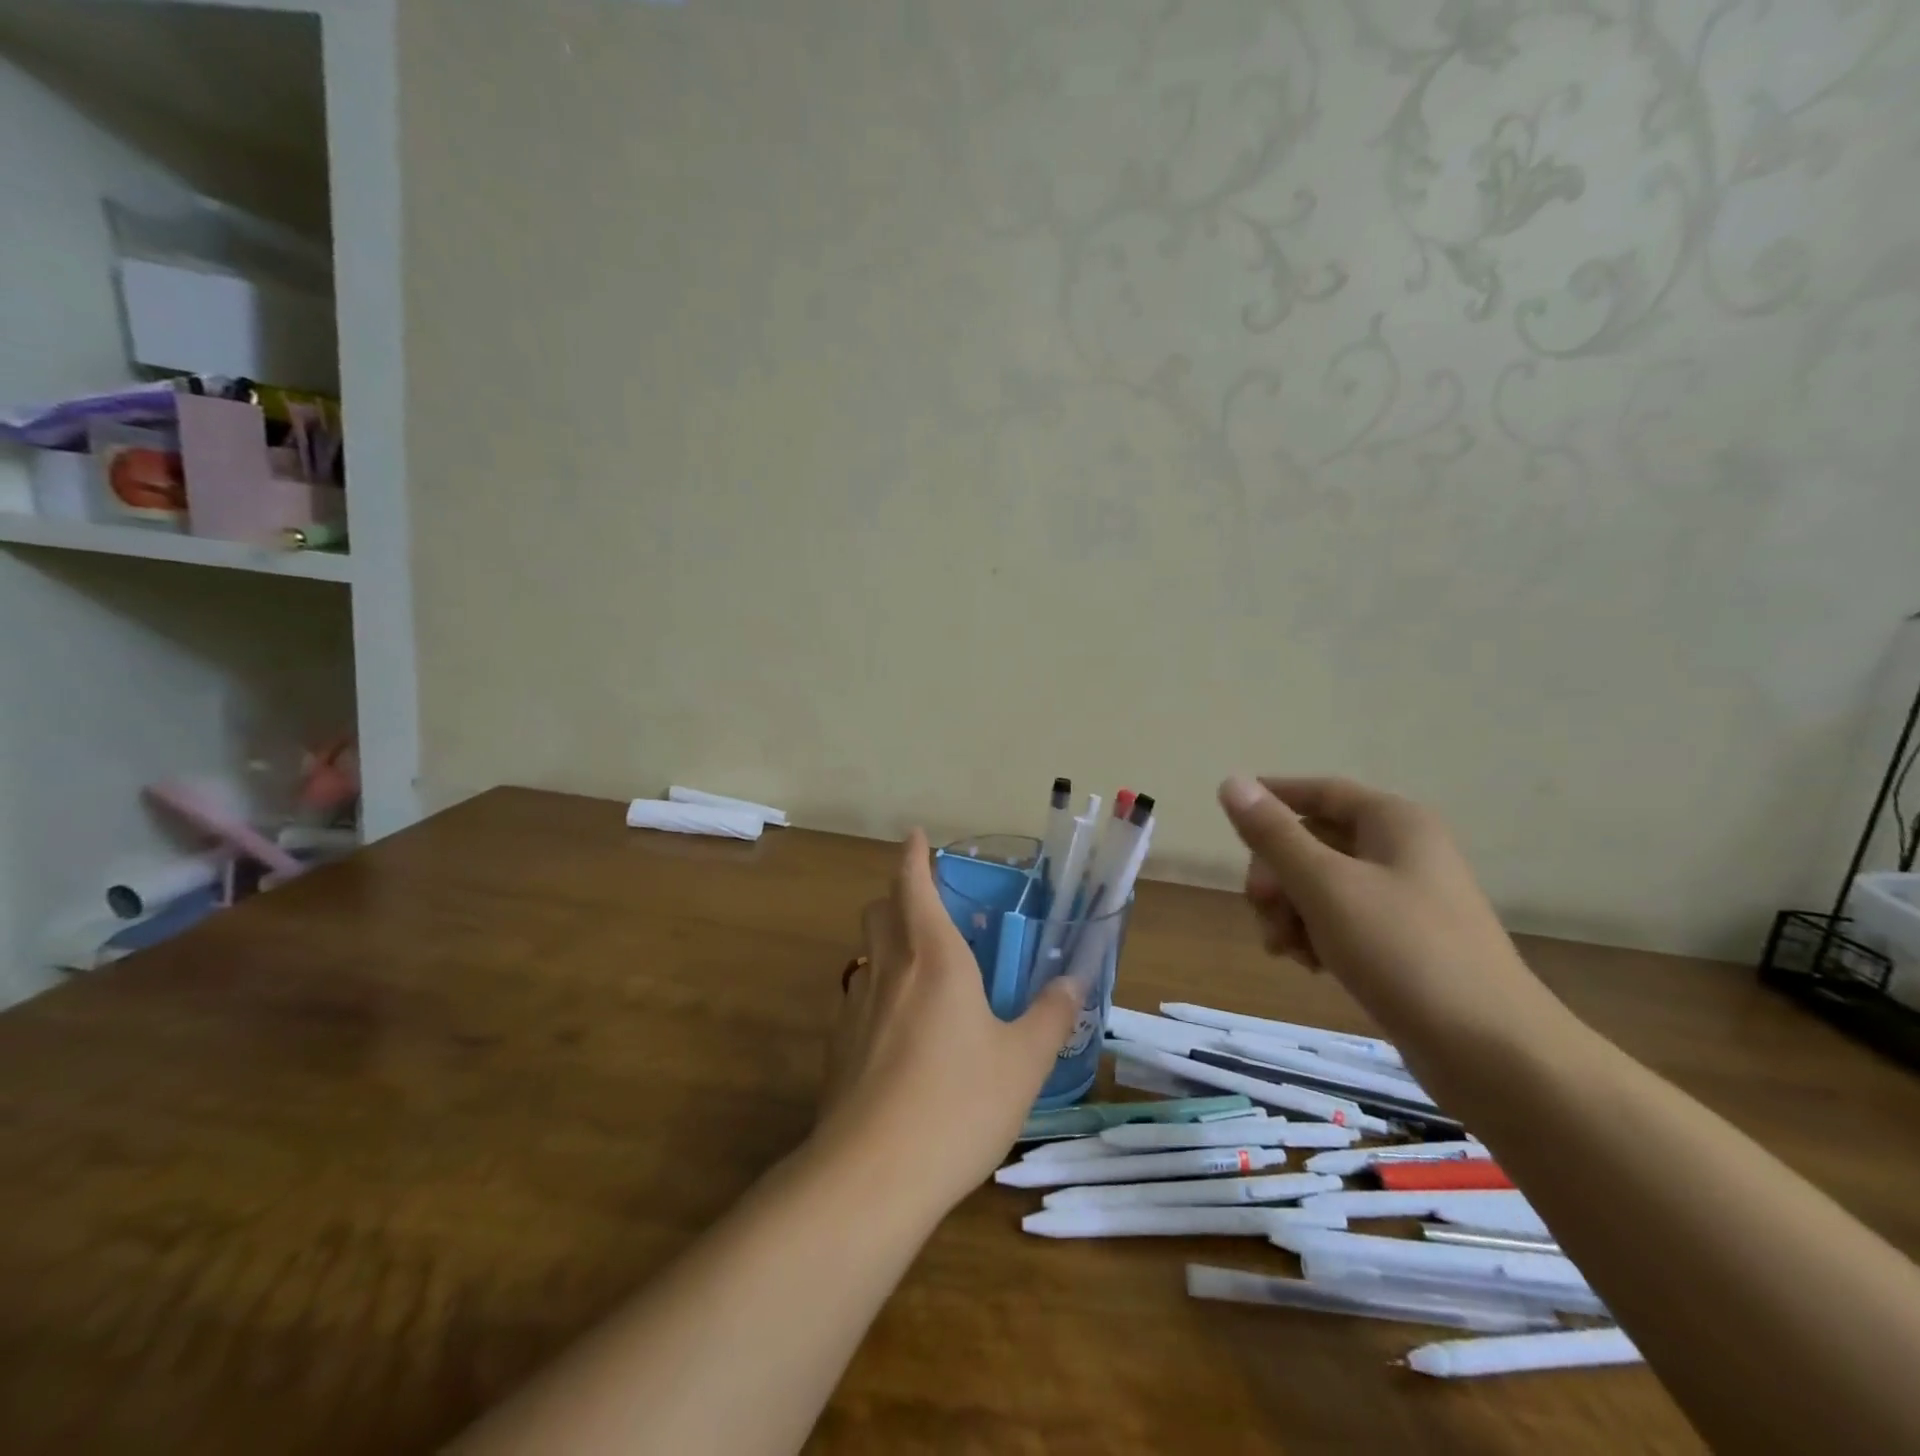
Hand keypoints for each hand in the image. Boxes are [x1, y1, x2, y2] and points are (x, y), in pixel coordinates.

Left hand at [814, 831, 1085, 1215]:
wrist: (871, 1175)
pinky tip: (897, 1031)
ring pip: (865, 952)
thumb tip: (1075, 981)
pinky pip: (856, 998)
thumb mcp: (1023, 1062)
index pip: (914, 884)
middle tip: (928, 905)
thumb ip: (1052, 1016)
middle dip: (898, 894)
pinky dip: (876, 992)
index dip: (914, 855)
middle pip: (879, 909)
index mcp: (935, 958)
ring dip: (886, 941)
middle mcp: (889, 969)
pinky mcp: (837, 1046)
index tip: (916, 836)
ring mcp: (855, 1007)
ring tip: (918, 968)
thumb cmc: (958, 1104)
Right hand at [1216, 776, 1547, 1041]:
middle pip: (1314, 841)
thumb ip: (1273, 835)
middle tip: (1261, 908)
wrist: (1491, 1051)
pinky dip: (1315, 934)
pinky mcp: (1404, 941)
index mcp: (1393, 822)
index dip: (1272, 798)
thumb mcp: (1325, 886)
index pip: (1319, 791)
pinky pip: (1341, 920)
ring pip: (1321, 885)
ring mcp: (1405, 898)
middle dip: (1277, 874)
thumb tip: (1231, 782)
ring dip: (1290, 910)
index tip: (1229, 818)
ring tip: (1285, 948)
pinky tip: (1309, 964)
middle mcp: (1401, 850)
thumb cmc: (1403, 952)